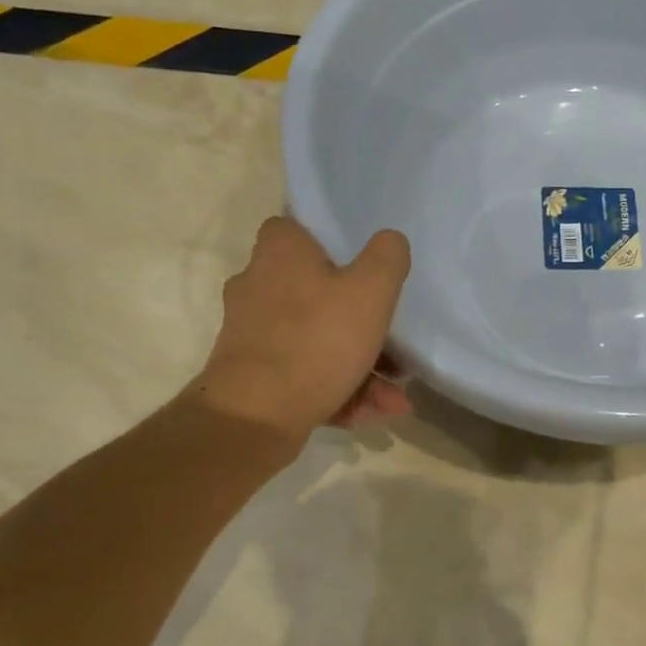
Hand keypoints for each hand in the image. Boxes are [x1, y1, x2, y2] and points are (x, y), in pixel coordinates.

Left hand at [191, 217, 412, 441]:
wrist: (255, 416)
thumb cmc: (317, 340)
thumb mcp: (371, 291)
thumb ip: (387, 258)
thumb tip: (390, 241)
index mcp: (280, 253)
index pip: (298, 229)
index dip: (331, 245)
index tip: (362, 269)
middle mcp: (257, 286)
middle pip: (316, 293)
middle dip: (361, 324)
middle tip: (394, 346)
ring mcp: (252, 334)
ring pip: (315, 340)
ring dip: (360, 367)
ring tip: (394, 397)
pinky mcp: (252, 374)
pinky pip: (304, 374)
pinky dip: (338, 391)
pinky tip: (374, 413)